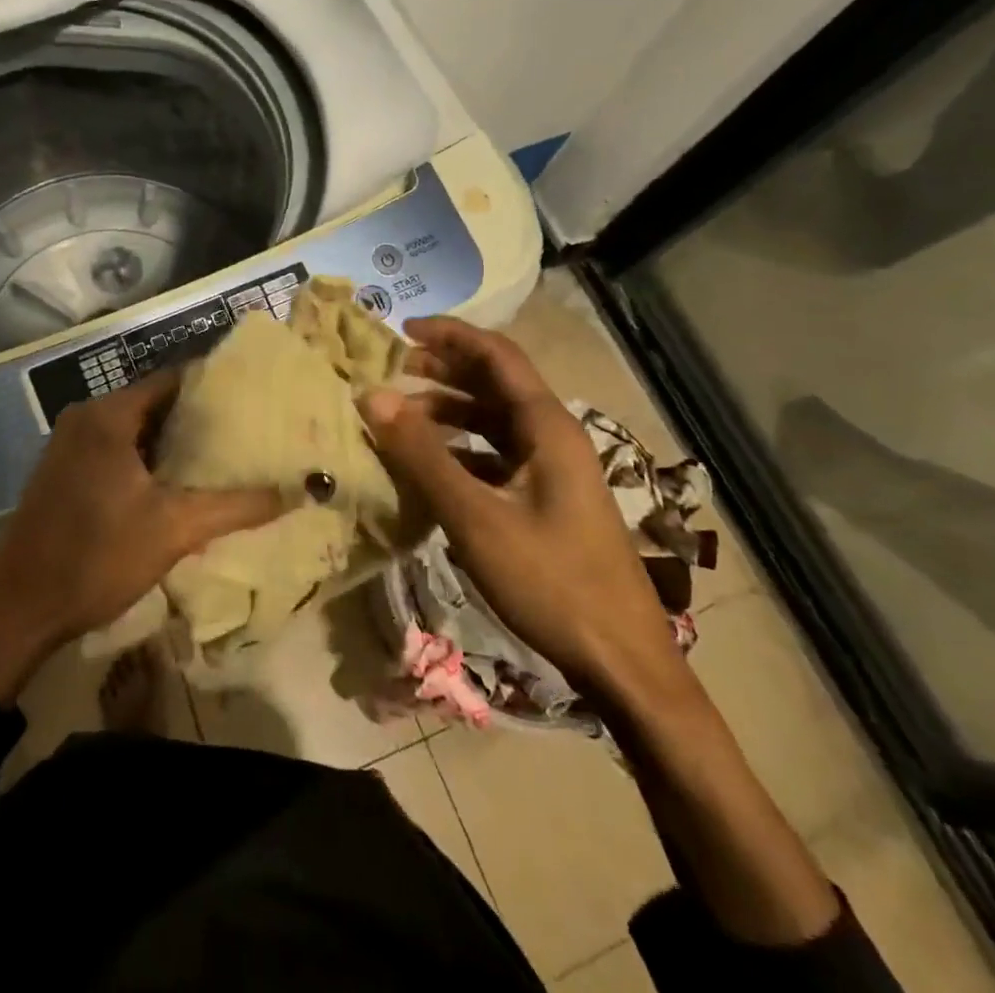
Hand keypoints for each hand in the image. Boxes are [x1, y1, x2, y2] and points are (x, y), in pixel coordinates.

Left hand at [0, 370, 281, 703]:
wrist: (21, 609)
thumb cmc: (98, 558)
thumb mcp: (175, 530)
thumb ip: (237, 506)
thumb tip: (297, 491)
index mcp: (108, 415)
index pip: (172, 380)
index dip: (213, 386)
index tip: (252, 398)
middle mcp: (85, 417)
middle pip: (153, 402)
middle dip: (196, 417)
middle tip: (245, 430)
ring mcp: (68, 443)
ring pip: (133, 428)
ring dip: (170, 441)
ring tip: (220, 454)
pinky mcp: (61, 469)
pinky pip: (112, 447)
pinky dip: (144, 457)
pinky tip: (175, 481)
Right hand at [358, 316, 692, 709]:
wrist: (622, 663)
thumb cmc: (551, 581)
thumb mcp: (476, 516)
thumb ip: (422, 454)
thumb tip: (372, 395)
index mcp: (546, 427)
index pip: (496, 355)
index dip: (449, 335)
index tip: (400, 330)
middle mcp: (552, 437)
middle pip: (494, 383)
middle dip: (442, 370)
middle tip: (391, 370)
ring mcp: (552, 471)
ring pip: (493, 422)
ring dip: (448, 412)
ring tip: (401, 417)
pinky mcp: (547, 501)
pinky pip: (496, 457)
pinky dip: (459, 450)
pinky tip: (429, 467)